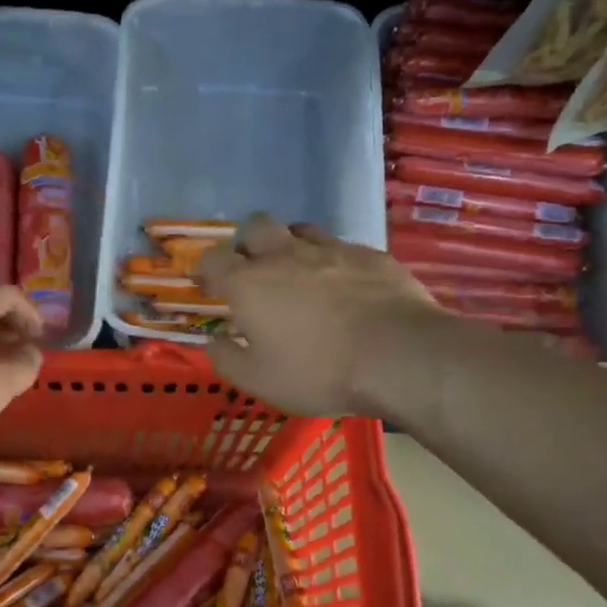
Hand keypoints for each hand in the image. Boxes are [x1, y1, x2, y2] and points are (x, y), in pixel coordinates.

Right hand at [198, 215, 439, 415]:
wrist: (399, 355)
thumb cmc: (318, 370)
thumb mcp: (259, 380)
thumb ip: (227, 358)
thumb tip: (215, 340)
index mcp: (249, 283)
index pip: (212, 258)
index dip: (206, 270)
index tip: (209, 287)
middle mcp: (285, 255)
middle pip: (255, 226)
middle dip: (247, 244)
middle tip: (254, 273)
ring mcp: (330, 249)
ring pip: (300, 230)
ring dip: (290, 246)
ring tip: (298, 274)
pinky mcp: (370, 254)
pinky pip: (340, 247)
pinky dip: (332, 261)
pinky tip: (343, 286)